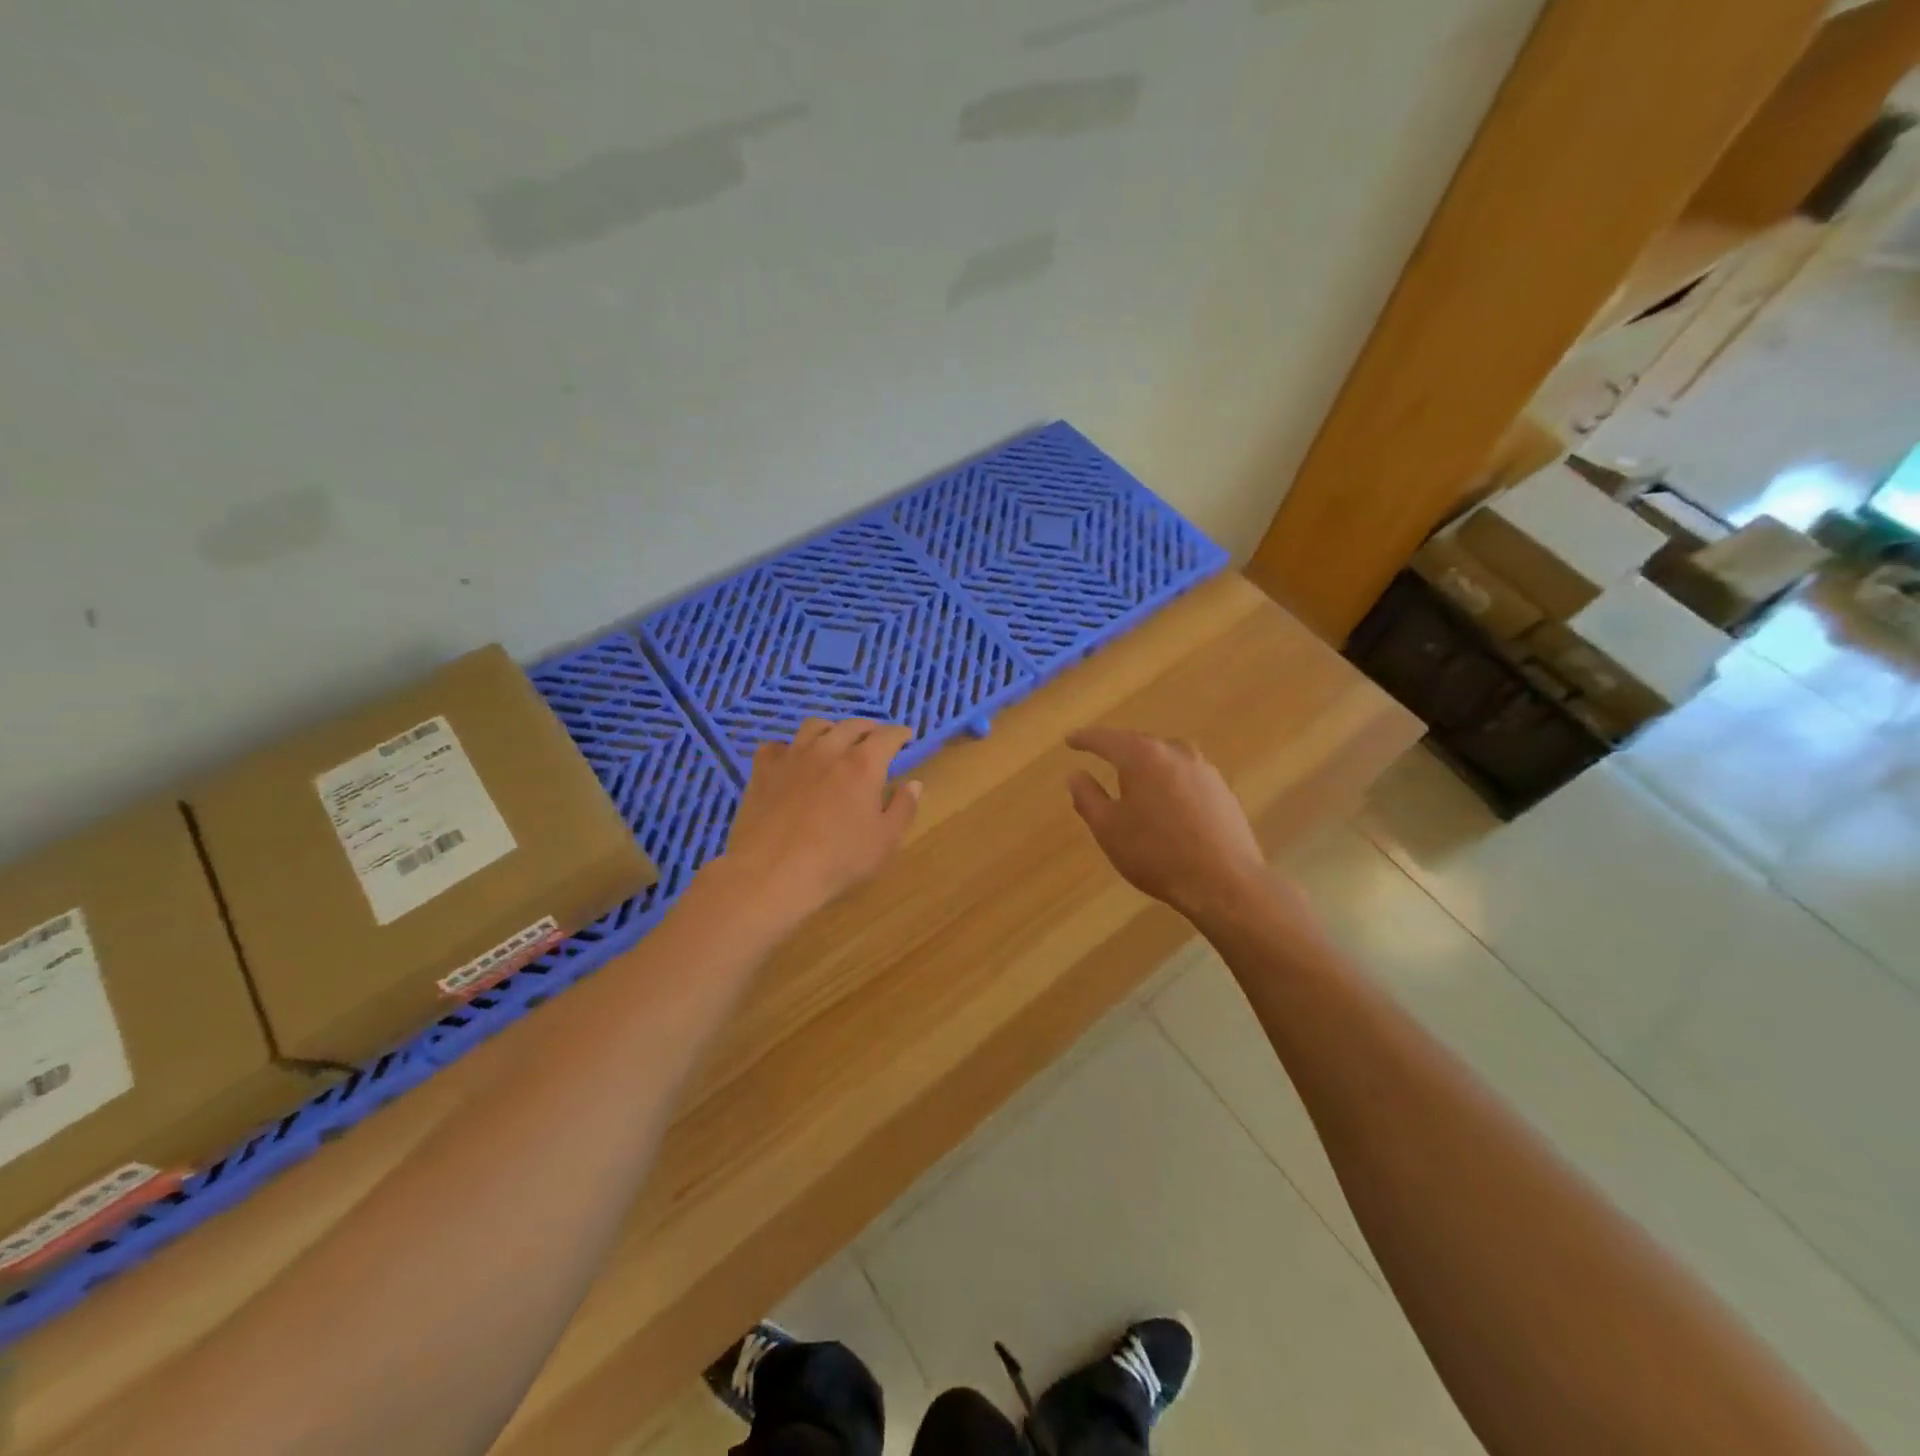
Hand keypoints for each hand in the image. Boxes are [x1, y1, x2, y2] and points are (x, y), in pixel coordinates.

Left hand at [717, 719, 921, 926]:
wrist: (773, 871)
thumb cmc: (838, 859)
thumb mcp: (885, 841)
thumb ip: (903, 808)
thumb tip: (914, 784)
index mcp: (863, 764)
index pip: (887, 736)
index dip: (899, 734)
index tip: (905, 736)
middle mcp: (829, 750)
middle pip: (851, 726)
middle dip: (867, 728)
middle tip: (874, 738)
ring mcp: (793, 757)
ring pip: (814, 727)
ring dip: (831, 729)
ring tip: (835, 740)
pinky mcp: (763, 770)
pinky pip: (776, 746)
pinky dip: (788, 748)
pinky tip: (790, 759)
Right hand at [1067, 726, 1271, 922]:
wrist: (1224, 883)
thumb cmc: (1156, 853)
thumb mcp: (1108, 828)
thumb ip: (1088, 797)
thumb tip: (1076, 775)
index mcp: (1143, 756)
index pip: (1107, 739)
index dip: (1085, 739)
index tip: (1070, 739)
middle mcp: (1176, 753)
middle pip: (1140, 743)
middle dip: (1118, 749)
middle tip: (1099, 754)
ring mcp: (1205, 771)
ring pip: (1166, 758)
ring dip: (1146, 765)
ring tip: (1132, 777)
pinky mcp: (1223, 792)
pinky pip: (1185, 777)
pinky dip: (1168, 782)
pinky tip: (1165, 801)